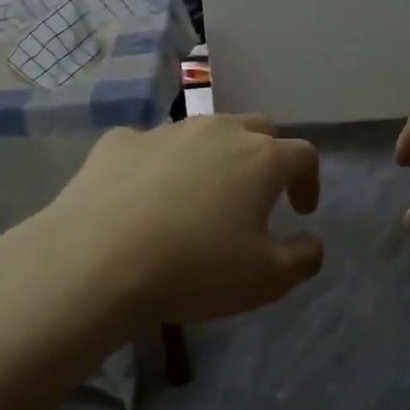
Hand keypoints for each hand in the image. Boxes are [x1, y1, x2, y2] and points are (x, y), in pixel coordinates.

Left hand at [45, 114, 324, 323]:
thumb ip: (304, 257)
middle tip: (256, 195)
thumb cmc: (196, 269)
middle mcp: (217, 131)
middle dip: (265, 157)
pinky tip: (144, 197)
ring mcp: (165, 131)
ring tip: (199, 196)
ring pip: (202, 133)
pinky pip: (151, 147)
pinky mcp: (118, 142)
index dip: (308, 181)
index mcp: (261, 158)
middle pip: (256, 129)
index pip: (302, 154)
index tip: (300, 211)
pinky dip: (159, 165)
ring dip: (213, 157)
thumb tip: (312, 242)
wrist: (97, 261)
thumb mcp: (267, 280)